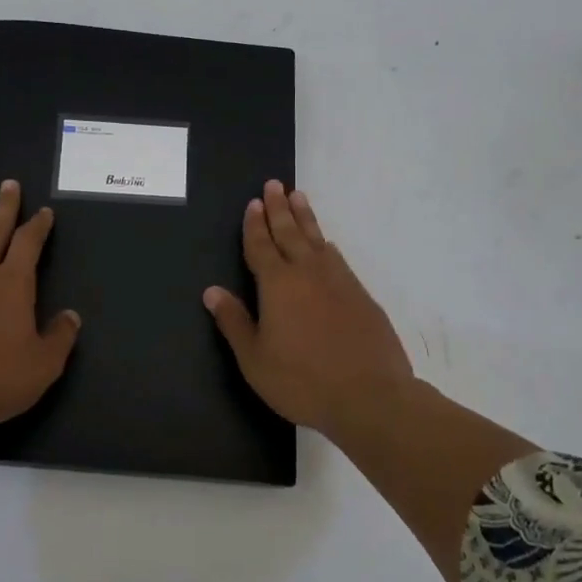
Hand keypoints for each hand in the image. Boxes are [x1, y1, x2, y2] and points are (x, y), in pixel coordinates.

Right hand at [203, 182, 413, 438]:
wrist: (370, 396)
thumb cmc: (302, 380)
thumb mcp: (255, 359)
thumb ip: (234, 322)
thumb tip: (212, 291)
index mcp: (277, 285)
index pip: (261, 246)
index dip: (255, 225)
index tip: (253, 203)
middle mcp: (307, 273)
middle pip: (290, 233)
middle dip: (279, 208)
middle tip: (274, 185)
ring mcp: (338, 281)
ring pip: (317, 239)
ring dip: (305, 217)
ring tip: (298, 197)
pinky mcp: (361, 295)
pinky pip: (338, 258)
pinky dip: (326, 244)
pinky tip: (327, 243)